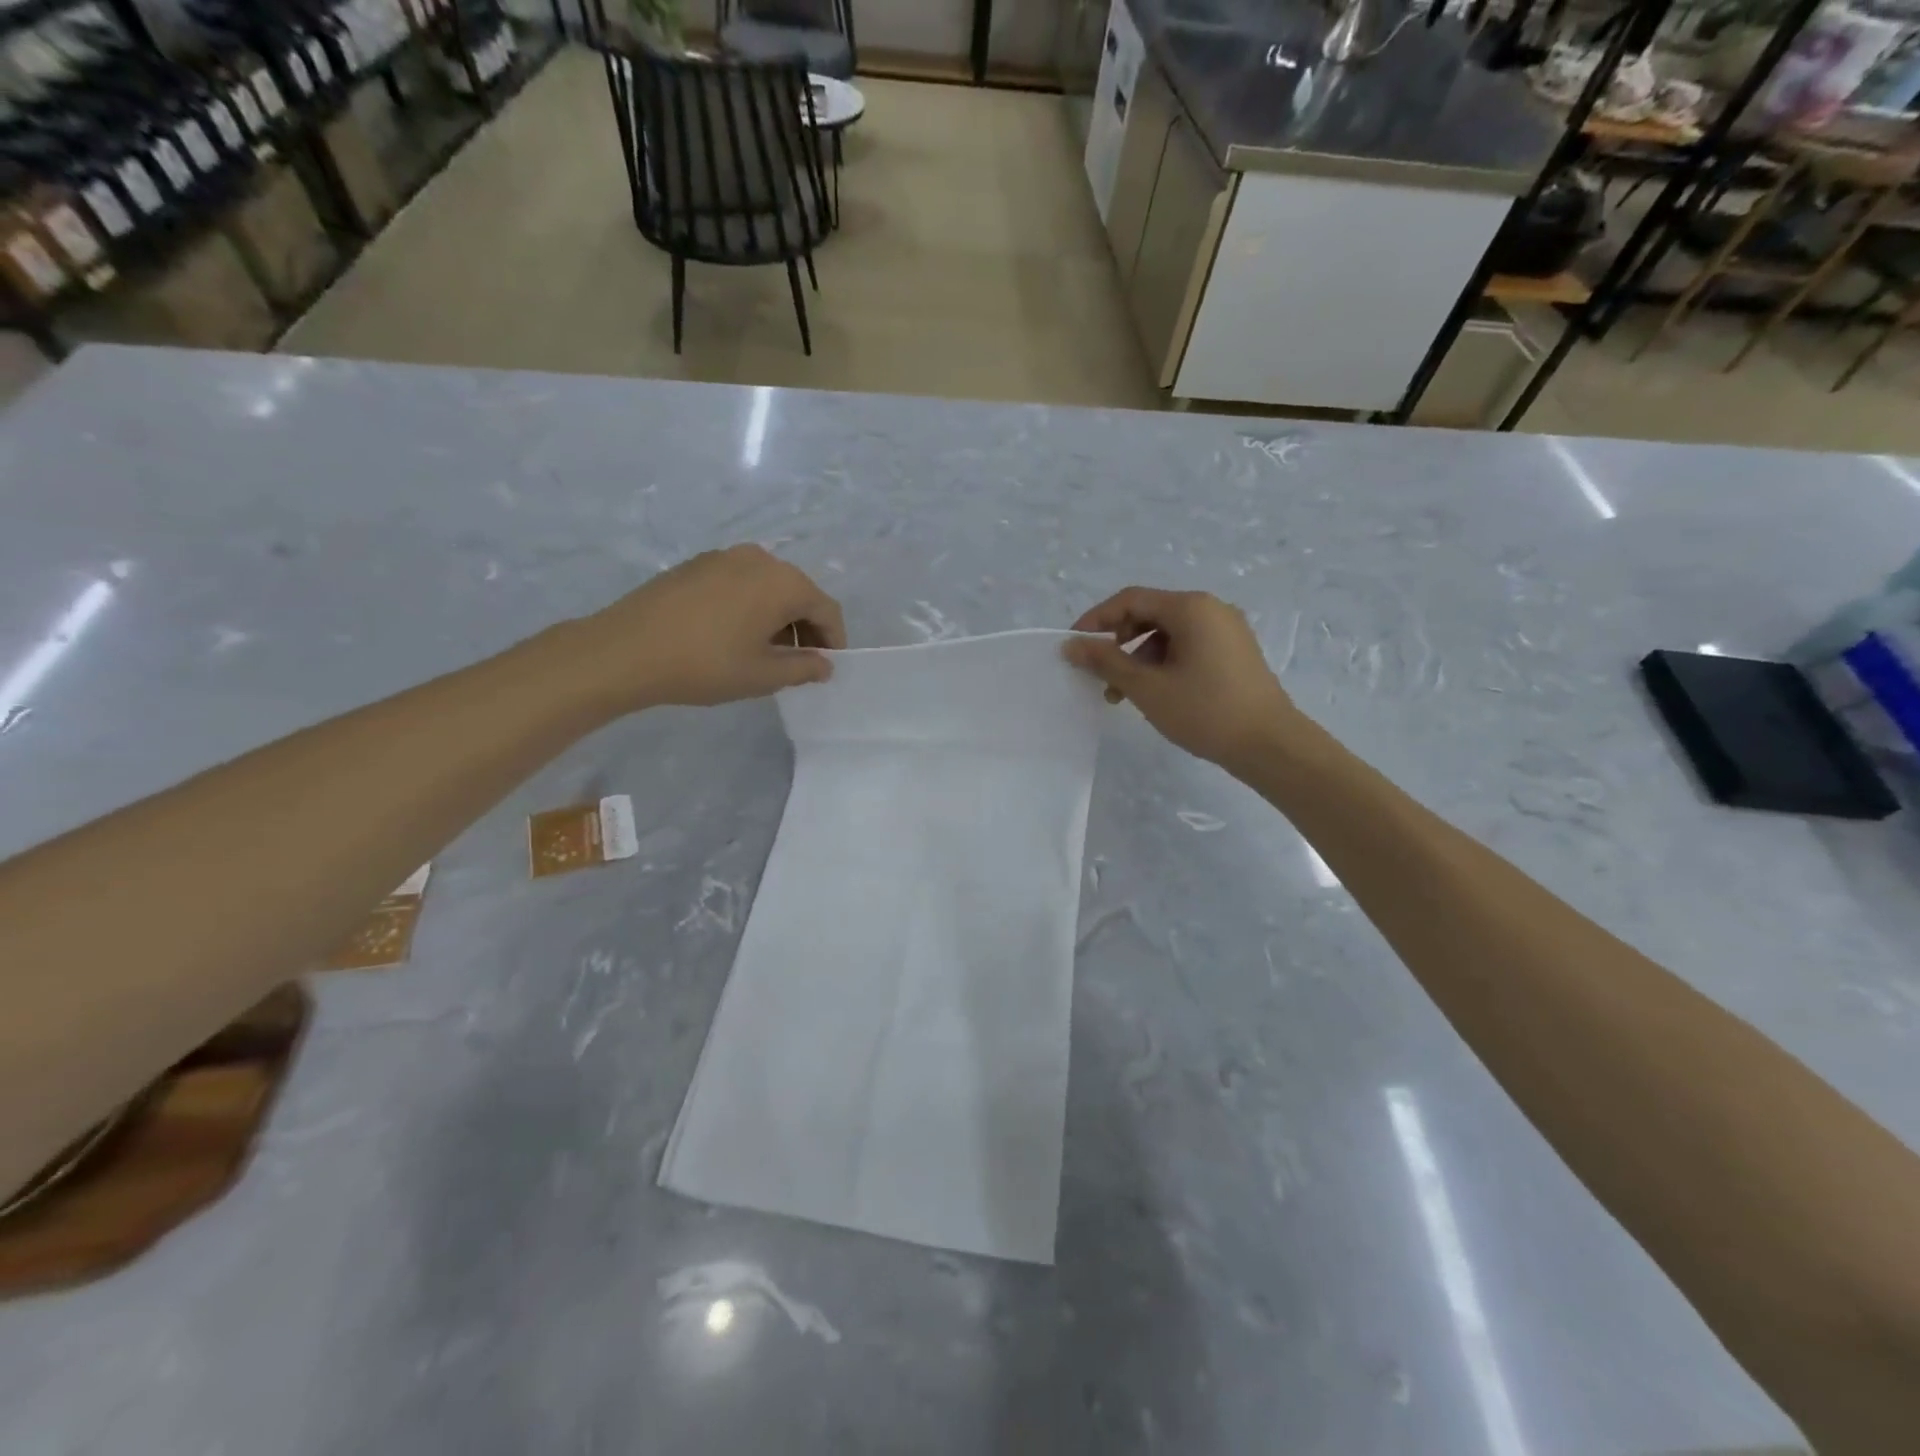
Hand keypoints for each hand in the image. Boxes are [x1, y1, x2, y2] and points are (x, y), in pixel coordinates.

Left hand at [580, 545, 846, 709]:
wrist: (626, 650)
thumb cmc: (706, 664)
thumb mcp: (762, 675)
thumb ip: (803, 668)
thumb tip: (825, 664)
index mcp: (783, 582)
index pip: (826, 609)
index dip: (834, 640)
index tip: (829, 667)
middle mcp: (759, 559)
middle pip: (798, 593)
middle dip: (806, 628)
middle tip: (800, 663)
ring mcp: (724, 556)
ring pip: (768, 587)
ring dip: (778, 617)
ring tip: (766, 652)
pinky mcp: (697, 564)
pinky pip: (740, 583)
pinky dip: (750, 606)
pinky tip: (734, 635)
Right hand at [1064, 587, 1298, 770]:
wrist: (1269, 745)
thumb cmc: (1204, 711)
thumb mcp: (1147, 687)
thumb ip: (1105, 661)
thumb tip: (1071, 645)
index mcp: (1191, 607)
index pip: (1131, 600)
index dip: (1096, 620)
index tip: (1074, 646)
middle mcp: (1211, 609)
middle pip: (1149, 614)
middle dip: (1118, 643)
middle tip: (1099, 675)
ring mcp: (1226, 630)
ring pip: (1167, 634)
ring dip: (1138, 658)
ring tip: (1123, 694)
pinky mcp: (1234, 652)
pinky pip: (1187, 646)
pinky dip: (1162, 663)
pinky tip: (1154, 693)